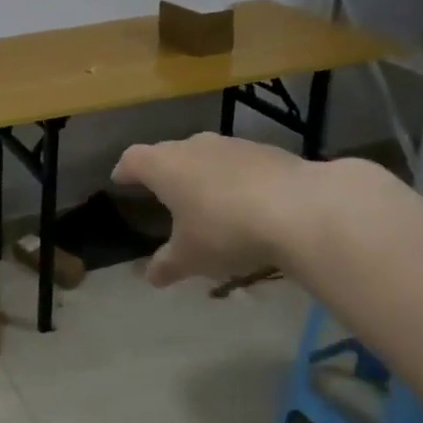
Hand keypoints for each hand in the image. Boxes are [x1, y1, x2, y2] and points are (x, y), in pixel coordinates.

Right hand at [113, 135, 380, 286]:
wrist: (301, 209)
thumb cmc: (226, 230)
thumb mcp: (191, 257)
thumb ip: (167, 264)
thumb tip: (150, 277)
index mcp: (164, 166)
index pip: (133, 159)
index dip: (126, 171)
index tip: (121, 180)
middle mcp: (194, 146)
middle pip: (170, 152)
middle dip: (165, 171)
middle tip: (164, 192)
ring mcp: (233, 145)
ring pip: (207, 155)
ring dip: (203, 173)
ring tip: (208, 200)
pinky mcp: (269, 152)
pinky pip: (240, 163)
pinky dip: (236, 178)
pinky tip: (248, 202)